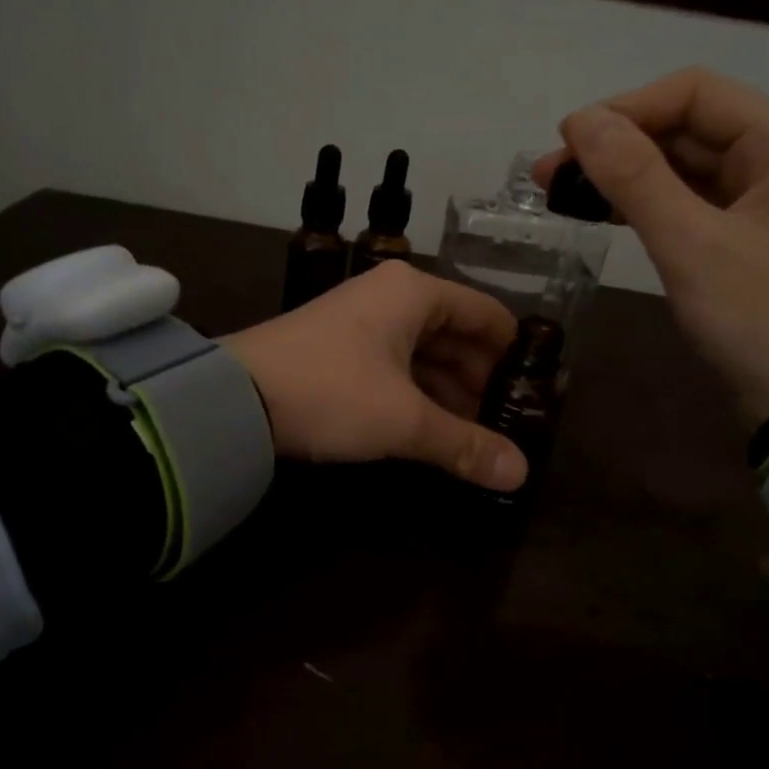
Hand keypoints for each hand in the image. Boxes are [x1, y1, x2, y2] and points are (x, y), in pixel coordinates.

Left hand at [224, 261, 526, 491]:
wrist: (233, 399)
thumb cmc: (331, 392)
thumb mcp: (404, 421)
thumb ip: (464, 445)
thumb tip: (520, 474)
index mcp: (414, 293)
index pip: (486, 315)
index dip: (514, 355)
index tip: (535, 396)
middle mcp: (390, 297)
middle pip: (456, 336)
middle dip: (482, 383)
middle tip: (508, 428)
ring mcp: (360, 322)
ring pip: (423, 355)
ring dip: (449, 395)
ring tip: (475, 438)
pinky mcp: (337, 350)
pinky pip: (394, 368)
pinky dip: (416, 396)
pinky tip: (431, 430)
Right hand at [535, 67, 768, 426]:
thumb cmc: (761, 316)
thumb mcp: (692, 245)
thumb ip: (636, 178)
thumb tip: (579, 121)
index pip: (694, 92)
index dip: (626, 109)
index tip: (567, 142)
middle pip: (684, 126)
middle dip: (615, 143)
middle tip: (548, 174)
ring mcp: (757, 200)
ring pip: (679, 165)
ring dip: (621, 173)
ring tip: (560, 191)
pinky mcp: (738, 237)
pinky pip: (683, 202)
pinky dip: (641, 203)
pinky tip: (601, 211)